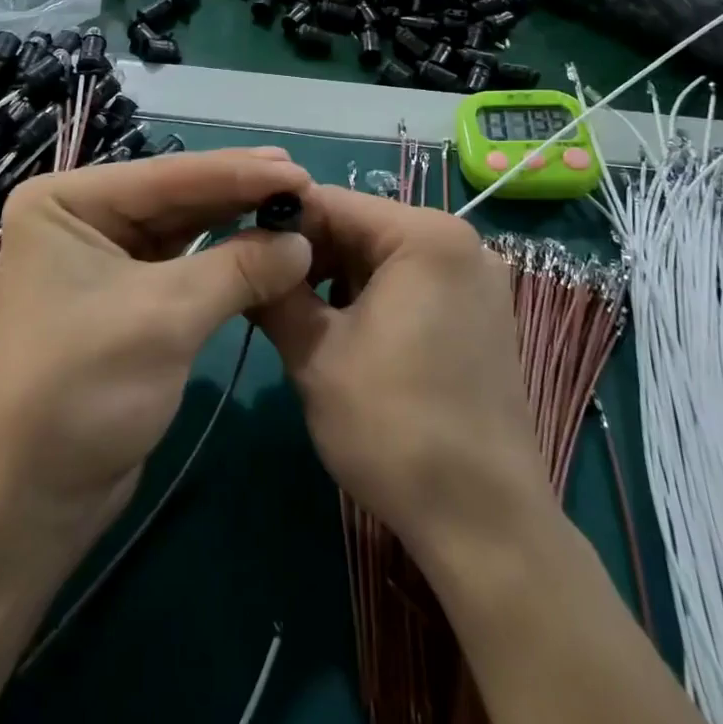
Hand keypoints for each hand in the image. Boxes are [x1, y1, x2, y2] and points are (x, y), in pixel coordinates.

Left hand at [0, 149, 313, 536]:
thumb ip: (238, 269)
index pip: (164, 177)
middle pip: (174, 195)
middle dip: (238, 191)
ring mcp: (101, 254)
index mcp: (65, 203)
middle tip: (303, 180)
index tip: (299, 169)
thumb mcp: (166, 318)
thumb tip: (303, 241)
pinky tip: (263, 240)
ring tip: (293, 201)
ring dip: (235, 218)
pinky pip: (183, 259)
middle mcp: (79, 217)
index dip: (236, 172)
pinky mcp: (125, 293)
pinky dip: (224, 254)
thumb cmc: (85, 391)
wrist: (41, 495)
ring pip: (182, 225)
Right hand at [250, 187, 551, 557]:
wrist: (484, 522)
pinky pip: (413, 283)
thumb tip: (245, 254)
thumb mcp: (314, 354)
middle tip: (262, 291)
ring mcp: (478, 279)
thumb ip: (275, 290)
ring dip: (337, 279)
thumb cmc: (393, 427)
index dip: (279, 223)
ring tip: (297, 318)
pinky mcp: (482, 315)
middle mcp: (462, 242)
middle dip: (309, 254)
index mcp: (426, 235)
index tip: (239, 251)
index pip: (333, 202)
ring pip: (385, 257)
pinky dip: (373, 298)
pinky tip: (345, 336)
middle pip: (362, 226)